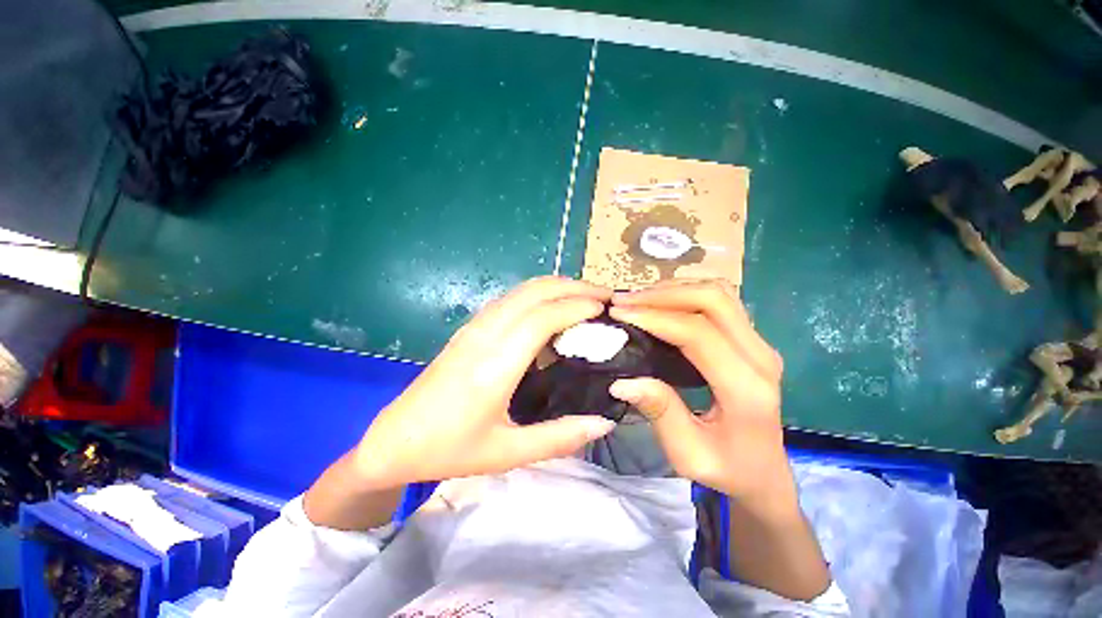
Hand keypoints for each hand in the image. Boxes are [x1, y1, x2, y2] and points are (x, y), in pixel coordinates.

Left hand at [351, 276, 616, 489]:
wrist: (395, 439)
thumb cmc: (450, 449)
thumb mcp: (508, 453)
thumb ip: (559, 438)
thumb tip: (604, 421)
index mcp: (495, 365)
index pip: (543, 317)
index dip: (577, 307)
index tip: (605, 308)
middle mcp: (485, 335)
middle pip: (534, 292)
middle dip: (573, 287)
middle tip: (604, 296)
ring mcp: (474, 327)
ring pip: (521, 289)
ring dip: (556, 286)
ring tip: (585, 297)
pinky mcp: (469, 328)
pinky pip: (510, 298)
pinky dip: (538, 294)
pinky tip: (551, 307)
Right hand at [607, 279, 789, 502]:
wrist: (766, 473)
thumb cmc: (728, 469)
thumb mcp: (688, 454)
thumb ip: (660, 413)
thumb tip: (621, 381)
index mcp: (746, 388)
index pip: (698, 333)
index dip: (655, 317)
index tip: (620, 313)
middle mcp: (760, 357)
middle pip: (714, 300)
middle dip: (663, 294)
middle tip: (624, 301)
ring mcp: (760, 345)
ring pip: (719, 293)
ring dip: (675, 290)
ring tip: (638, 299)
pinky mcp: (752, 340)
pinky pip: (721, 301)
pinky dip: (687, 294)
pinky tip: (661, 303)